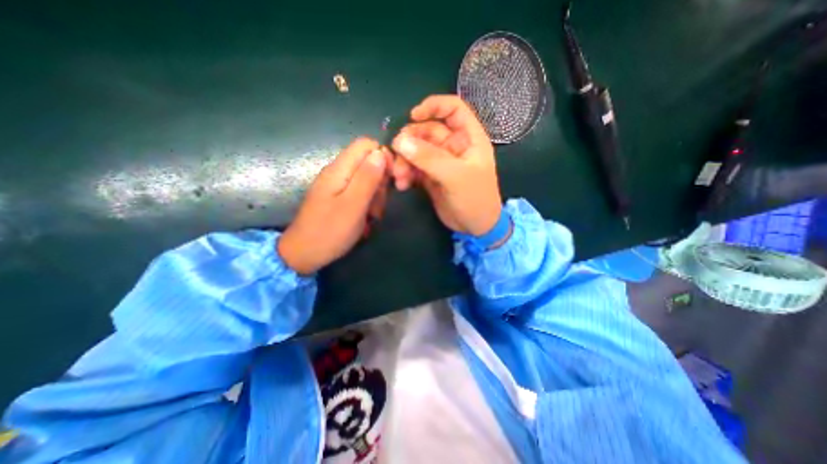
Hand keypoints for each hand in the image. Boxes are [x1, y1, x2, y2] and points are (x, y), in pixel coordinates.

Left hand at [279, 138, 388, 275]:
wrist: (305, 254)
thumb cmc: (330, 231)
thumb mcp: (353, 205)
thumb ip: (367, 178)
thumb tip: (381, 152)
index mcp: (339, 169)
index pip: (366, 144)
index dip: (383, 156)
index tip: (391, 179)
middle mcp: (338, 172)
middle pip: (368, 162)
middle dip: (380, 181)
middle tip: (378, 204)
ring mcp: (338, 185)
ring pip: (367, 179)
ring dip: (376, 196)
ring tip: (371, 215)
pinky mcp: (339, 197)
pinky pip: (360, 192)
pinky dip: (368, 203)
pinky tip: (366, 218)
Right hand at [391, 94, 500, 234]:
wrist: (474, 227)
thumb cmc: (475, 198)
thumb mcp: (456, 176)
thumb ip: (430, 158)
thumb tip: (401, 141)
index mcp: (469, 138)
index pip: (453, 109)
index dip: (434, 106)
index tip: (413, 115)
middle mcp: (453, 146)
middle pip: (427, 131)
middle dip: (410, 142)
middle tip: (396, 155)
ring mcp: (440, 161)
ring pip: (417, 150)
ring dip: (404, 160)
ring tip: (399, 177)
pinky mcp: (430, 176)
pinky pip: (413, 167)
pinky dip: (405, 173)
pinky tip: (402, 184)